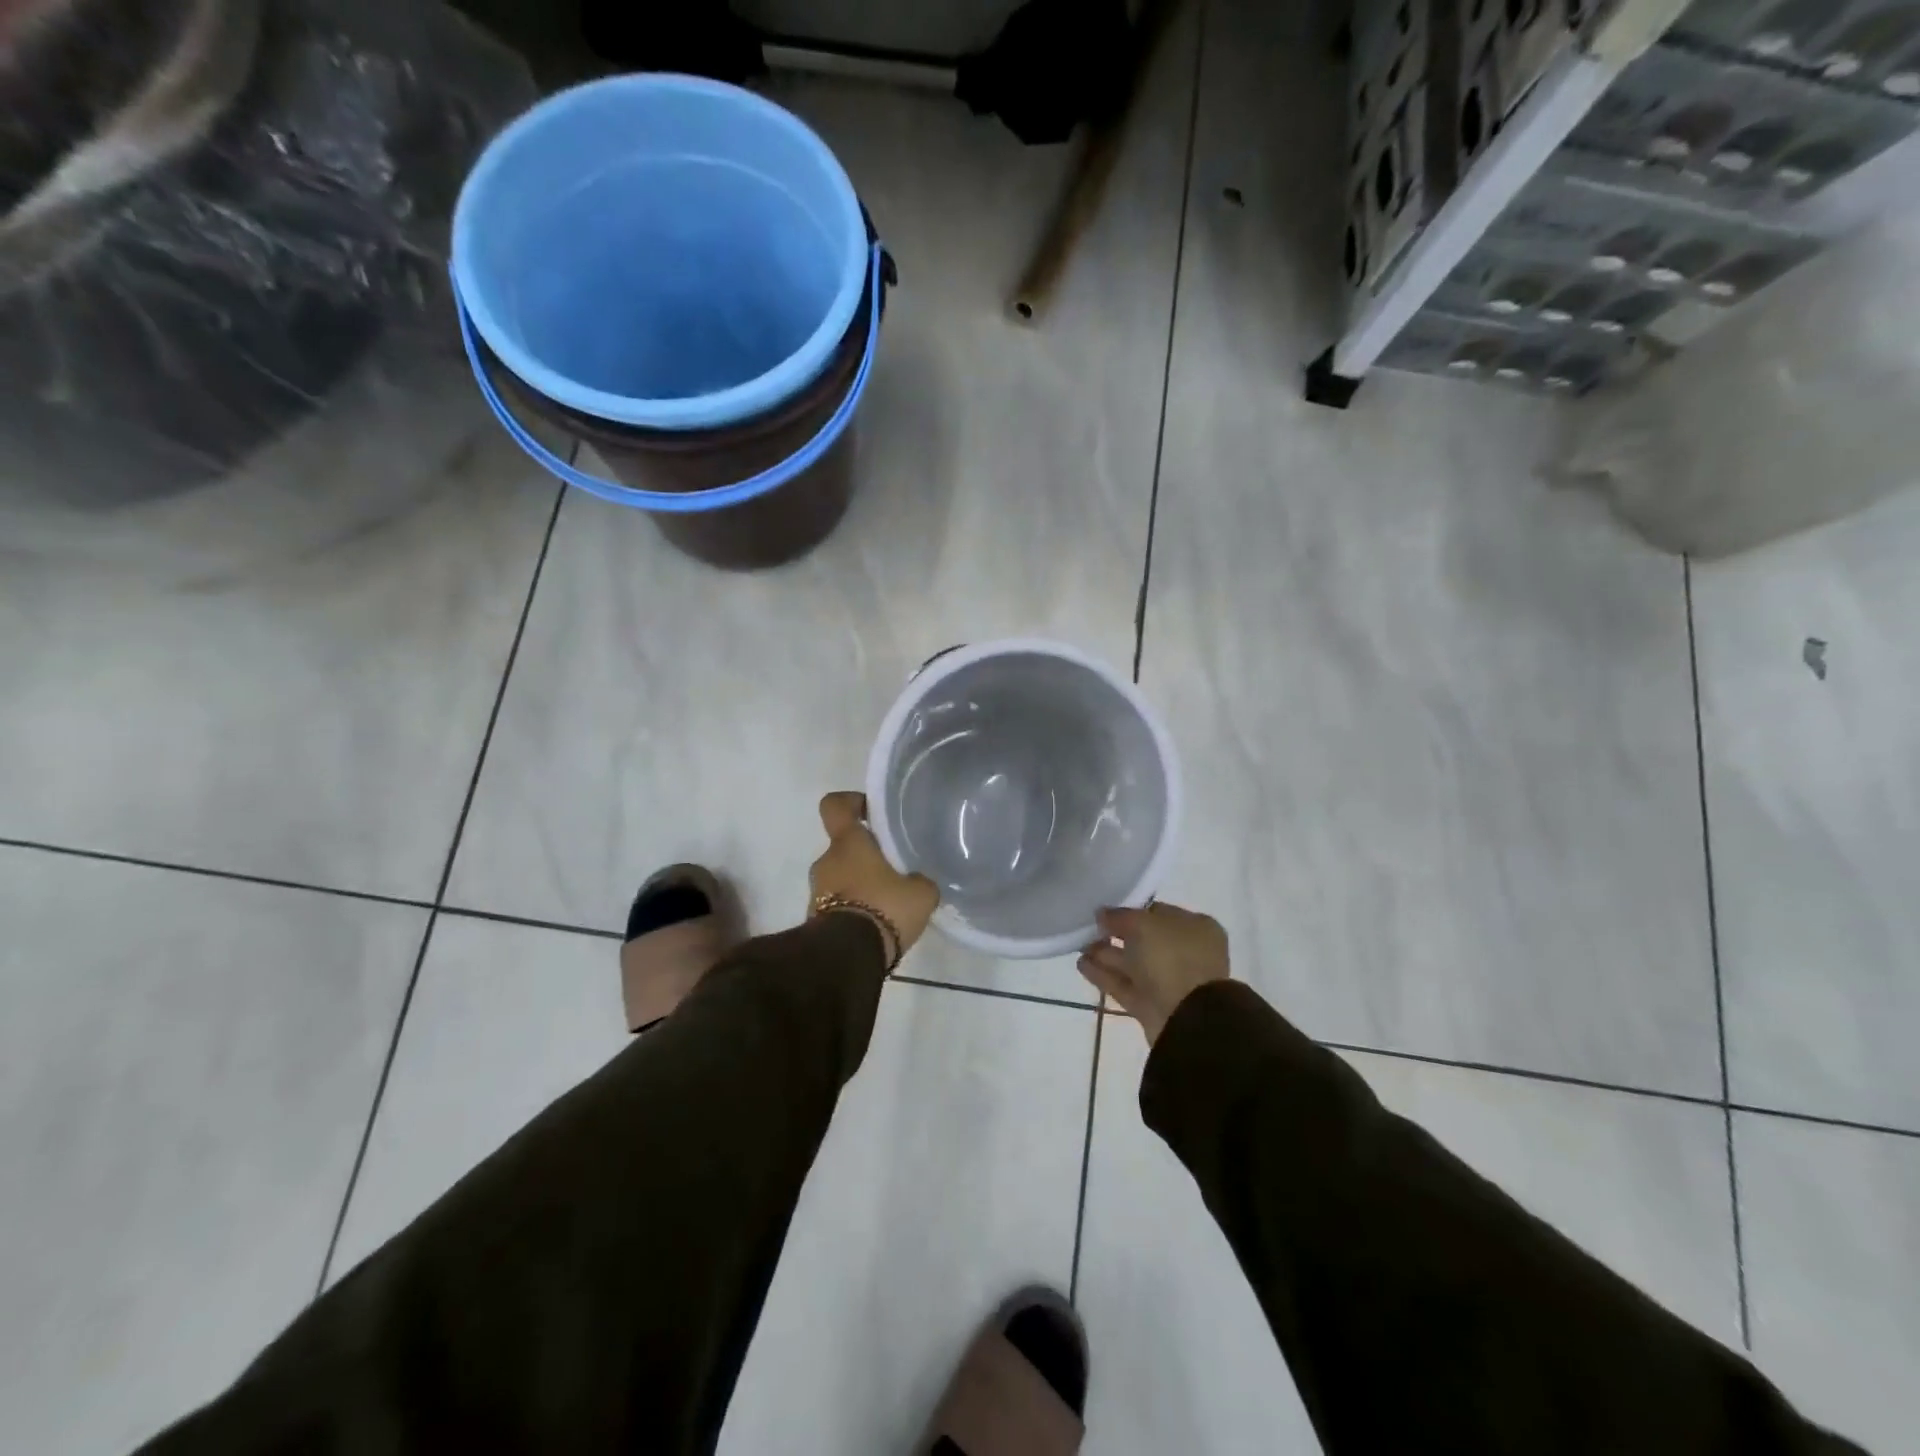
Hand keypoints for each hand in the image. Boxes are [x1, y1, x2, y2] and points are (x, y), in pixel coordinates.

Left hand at [810, 792, 939, 963]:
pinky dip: (853, 911)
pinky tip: (877, 927)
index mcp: (848, 844)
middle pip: (843, 848)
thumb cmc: (883, 909)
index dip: (850, 802)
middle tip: (894, 871)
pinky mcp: (814, 922)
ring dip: (860, 887)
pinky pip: (837, 906)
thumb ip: (919, 881)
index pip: (835, 806)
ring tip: (888, 905)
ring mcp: (815, 893)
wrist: (846, 958)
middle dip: (865, 857)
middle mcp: (826, 862)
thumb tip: (917, 882)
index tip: (869, 811)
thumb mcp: (920, 893)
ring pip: (840, 879)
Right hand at [1077, 902, 1229, 1042]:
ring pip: (1131, 964)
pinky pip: (1124, 985)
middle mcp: (1184, 953)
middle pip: (1143, 940)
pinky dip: (1104, 975)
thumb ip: (1120, 916)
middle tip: (1087, 928)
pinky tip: (1081, 965)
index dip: (1130, 911)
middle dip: (1114, 934)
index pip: (1157, 913)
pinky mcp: (1151, 1006)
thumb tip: (1103, 914)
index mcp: (1194, 928)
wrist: (1188, 1019)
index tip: (1104, 911)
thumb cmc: (1173, 958)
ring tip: (1078, 945)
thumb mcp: (1144, 924)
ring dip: (1105, 954)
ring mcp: (1168, 982)